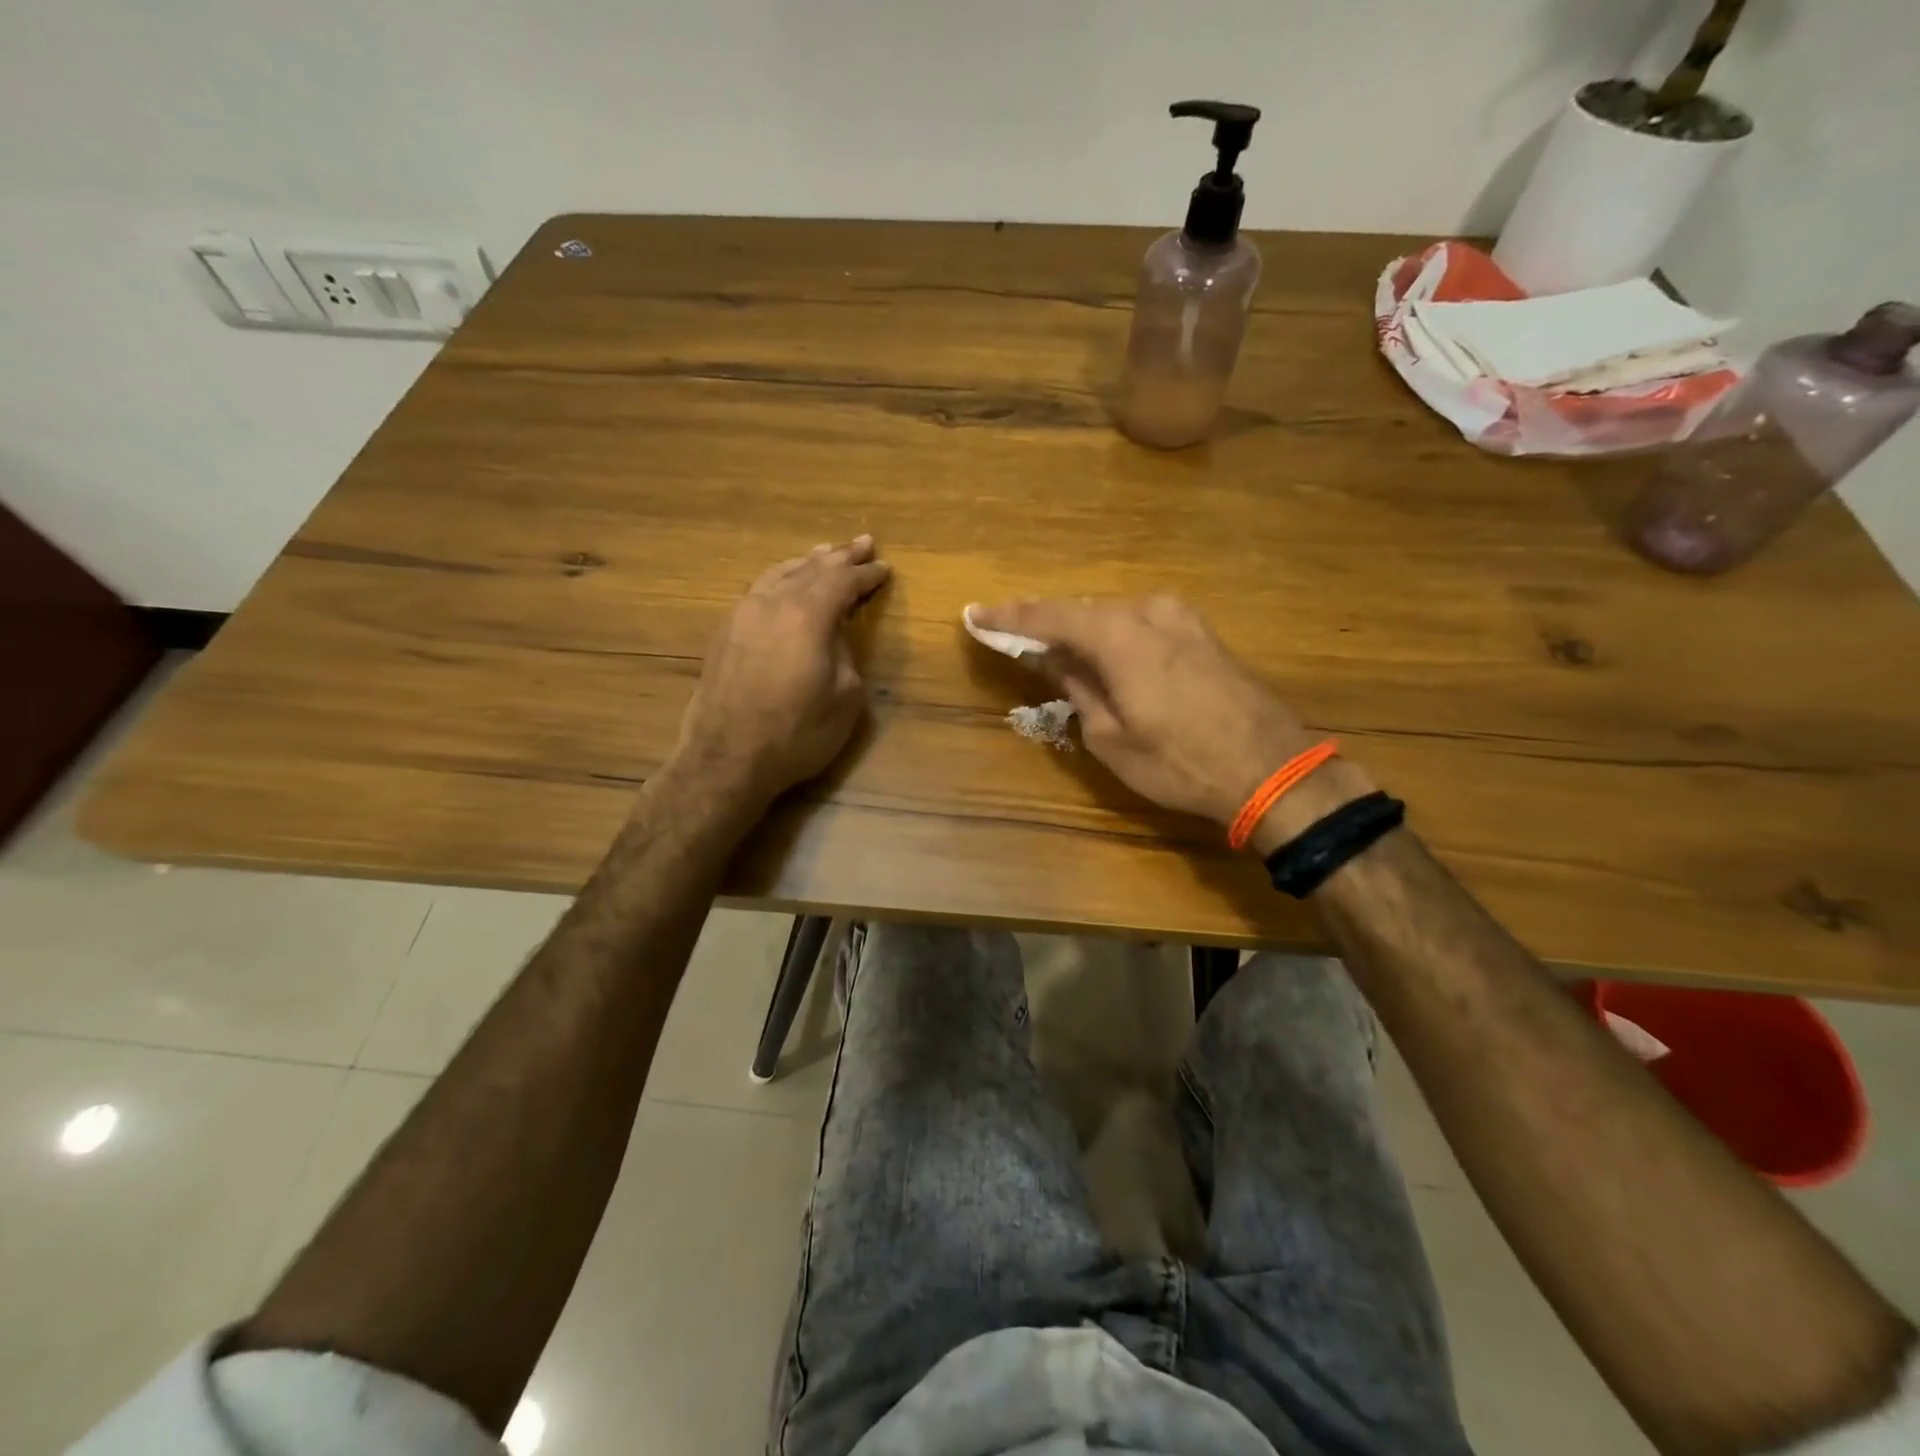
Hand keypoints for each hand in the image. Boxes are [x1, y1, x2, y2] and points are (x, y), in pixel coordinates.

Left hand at [677, 536, 889, 806]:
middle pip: (811, 568)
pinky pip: (760, 589)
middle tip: (862, 543)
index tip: (885, 568)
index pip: (843, 581)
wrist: (727, 758)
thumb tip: (834, 632)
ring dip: (808, 563)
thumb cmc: (797, 733)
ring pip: (780, 573)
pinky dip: (781, 578)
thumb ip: (845, 652)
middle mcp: (772, 602)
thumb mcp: (845, 697)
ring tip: (825, 554)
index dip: (866, 574)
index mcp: (807, 615)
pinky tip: (785, 583)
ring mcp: (743, 613)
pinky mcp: (725, 631)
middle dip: (840, 557)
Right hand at [970, 595, 1356, 837]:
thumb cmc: (1179, 762)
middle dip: (1045, 623)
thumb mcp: (1111, 736)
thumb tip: (1054, 660)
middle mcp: (1149, 612)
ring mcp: (1182, 619)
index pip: (1049, 616)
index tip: (974, 615)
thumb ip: (1078, 687)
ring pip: (1115, 616)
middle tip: (1010, 635)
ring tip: (1053, 649)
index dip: (1008, 617)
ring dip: (1082, 630)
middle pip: (1082, 610)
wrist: (1270, 769)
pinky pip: (1142, 625)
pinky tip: (1102, 654)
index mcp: (1119, 634)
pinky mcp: (1203, 634)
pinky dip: (1114, 635)